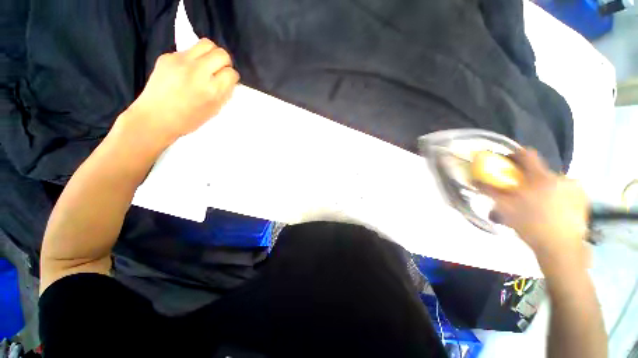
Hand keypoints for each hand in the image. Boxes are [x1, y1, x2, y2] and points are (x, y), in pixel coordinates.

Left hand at [123, 38, 238, 144]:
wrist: (155, 117)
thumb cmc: (188, 119)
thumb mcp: (214, 111)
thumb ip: (224, 94)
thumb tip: (229, 81)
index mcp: (211, 90)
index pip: (231, 73)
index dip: (232, 77)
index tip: (228, 81)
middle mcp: (197, 71)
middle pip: (221, 54)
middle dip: (225, 62)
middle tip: (220, 71)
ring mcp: (181, 61)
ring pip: (206, 44)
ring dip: (211, 53)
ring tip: (207, 64)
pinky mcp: (168, 56)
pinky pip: (188, 50)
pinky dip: (193, 58)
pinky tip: (187, 70)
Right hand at [479, 148, 589, 264]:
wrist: (561, 248)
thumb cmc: (530, 226)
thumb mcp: (504, 208)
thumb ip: (490, 191)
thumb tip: (474, 180)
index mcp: (540, 178)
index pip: (527, 154)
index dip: (515, 156)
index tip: (508, 164)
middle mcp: (560, 177)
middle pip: (539, 171)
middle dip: (528, 179)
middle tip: (521, 194)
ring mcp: (574, 187)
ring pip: (553, 181)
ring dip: (543, 188)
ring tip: (538, 205)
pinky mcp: (583, 198)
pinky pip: (565, 190)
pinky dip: (557, 195)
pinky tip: (553, 209)